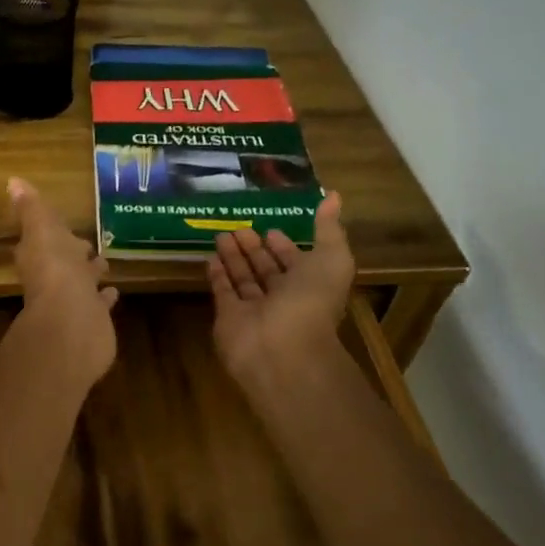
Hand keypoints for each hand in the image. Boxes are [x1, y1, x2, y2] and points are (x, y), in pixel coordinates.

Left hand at [9, 177, 117, 383]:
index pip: (44, 239)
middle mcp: (53, 278)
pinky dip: (104, 297)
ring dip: (89, 274)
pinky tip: (114, 292)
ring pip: (82, 282)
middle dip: (74, 253)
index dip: (53, 232)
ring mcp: (73, 300)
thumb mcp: (42, 230)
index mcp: (39, 256)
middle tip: (87, 245)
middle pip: (64, 261)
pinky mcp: (92, 318)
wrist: (72, 322)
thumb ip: (31, 208)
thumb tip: (13, 181)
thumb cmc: (56, 270)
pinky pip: (98, 304)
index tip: (65, 225)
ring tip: (105, 264)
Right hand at [207, 191, 354, 383]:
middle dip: (253, 248)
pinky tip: (210, 256)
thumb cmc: (311, 302)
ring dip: (233, 257)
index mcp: (309, 284)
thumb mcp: (331, 259)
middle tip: (238, 226)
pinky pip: (222, 292)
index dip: (283, 245)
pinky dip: (217, 275)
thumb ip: (329, 229)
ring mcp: (254, 309)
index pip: (294, 261)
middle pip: (266, 268)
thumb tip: (334, 195)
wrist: (282, 350)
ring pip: (243, 278)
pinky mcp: (228, 317)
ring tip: (220, 234)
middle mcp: (282, 297)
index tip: (270, 227)